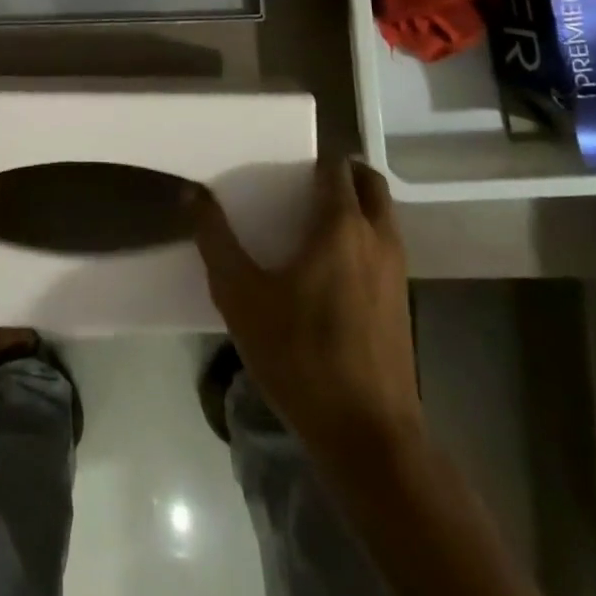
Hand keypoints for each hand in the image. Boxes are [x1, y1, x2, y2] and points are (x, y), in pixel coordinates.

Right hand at [192, 158, 421, 455]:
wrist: (369, 437)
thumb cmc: (300, 354)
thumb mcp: (240, 295)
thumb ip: (215, 239)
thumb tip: (193, 193)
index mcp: (342, 226)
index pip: (336, 168)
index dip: (311, 158)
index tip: (282, 163)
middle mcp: (378, 239)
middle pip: (370, 184)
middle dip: (342, 174)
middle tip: (301, 183)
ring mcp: (397, 273)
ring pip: (382, 217)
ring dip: (356, 206)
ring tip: (309, 222)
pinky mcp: (402, 304)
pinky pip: (385, 248)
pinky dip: (363, 238)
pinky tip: (328, 268)